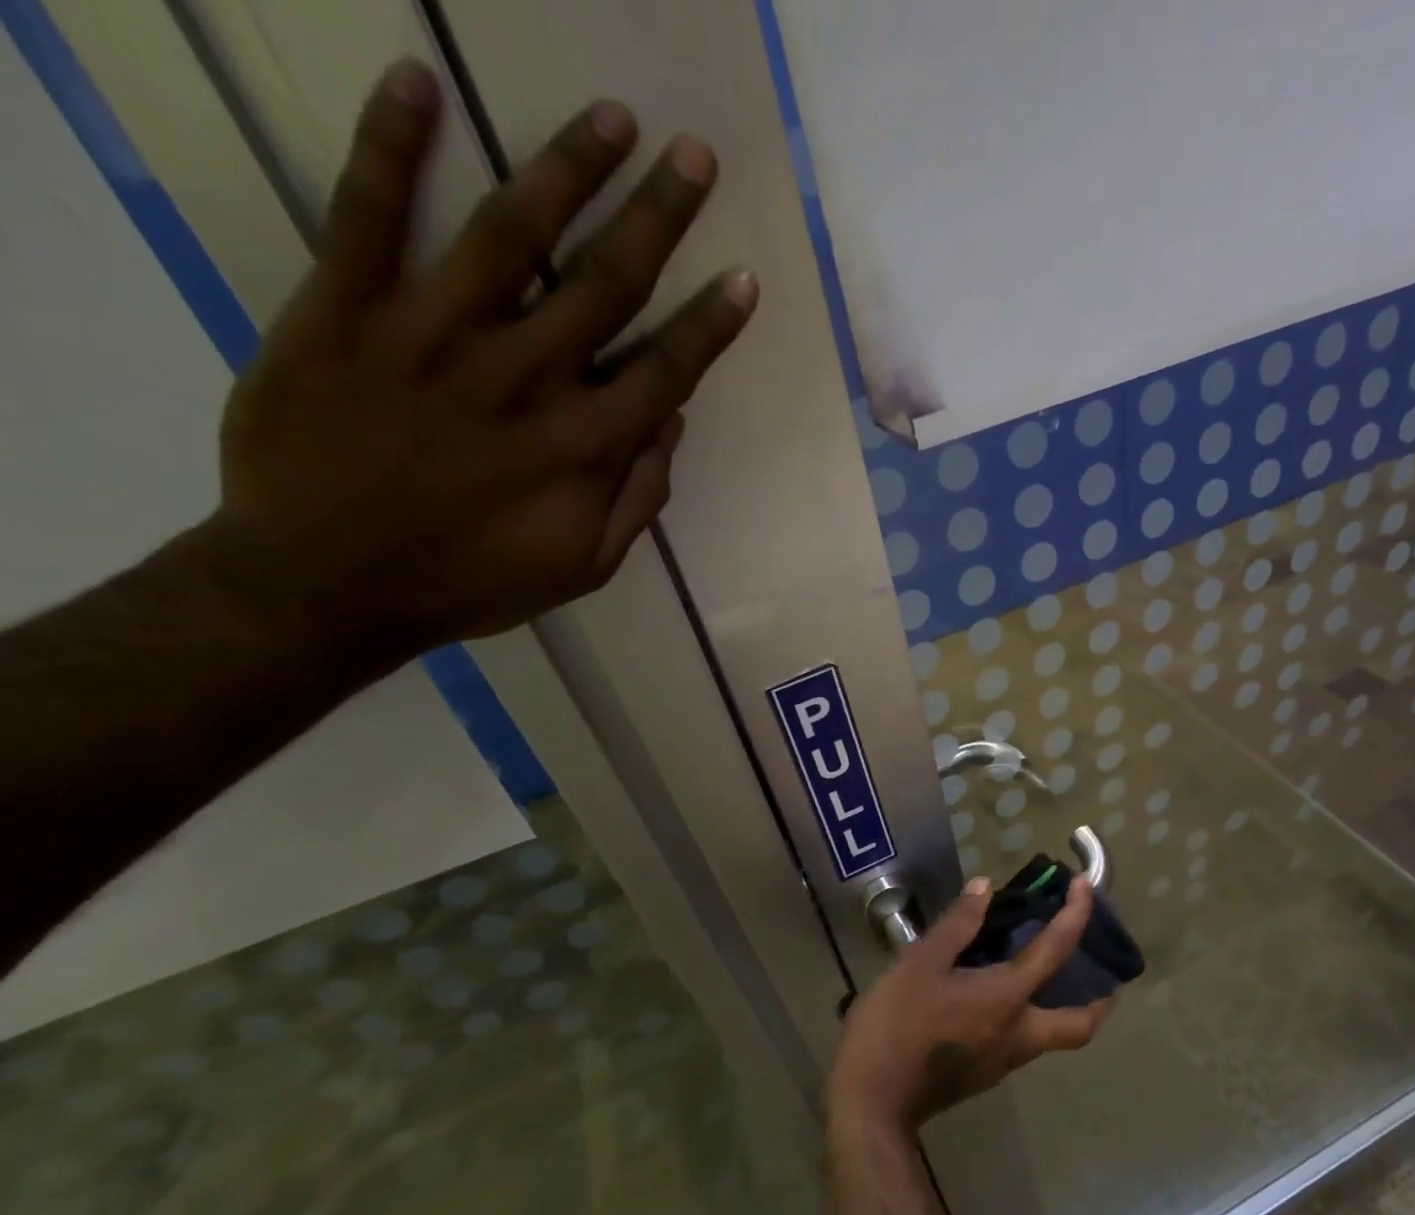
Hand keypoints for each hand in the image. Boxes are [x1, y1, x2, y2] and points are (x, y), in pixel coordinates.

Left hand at [209, 58, 756, 660]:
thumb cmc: (470, 583)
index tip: (742, 277)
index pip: (665, 371)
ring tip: (612, 117)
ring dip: (567, 169)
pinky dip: (390, 145)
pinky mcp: (343, 311)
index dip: (710, 325)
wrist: (324, 584)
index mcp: (582, 447)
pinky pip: (367, 215)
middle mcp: (523, 379)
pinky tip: (418, 81)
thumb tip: (672, 425)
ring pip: (512, 235)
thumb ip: (636, 499)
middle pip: (606, 284)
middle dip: (658, 217)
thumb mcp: (582, 569)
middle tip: (694, 156)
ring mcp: (432, 336)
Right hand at [828, 876, 1116, 1133]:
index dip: (1076, 915)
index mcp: (1007, 999)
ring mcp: (1003, 1061)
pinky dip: (1028, 1016)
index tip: (1084, 887)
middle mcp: (1019, 1034)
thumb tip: (985, 888)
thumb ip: (957, 924)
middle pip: (1080, 1025)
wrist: (872, 1103)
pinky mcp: (984, 1075)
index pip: (1056, 951)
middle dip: (1100, 999)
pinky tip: (996, 998)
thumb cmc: (897, 1025)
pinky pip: (1022, 1041)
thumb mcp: (920, 963)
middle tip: (1098, 970)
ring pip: (1052, 1036)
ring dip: (1062, 1006)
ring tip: (1042, 973)